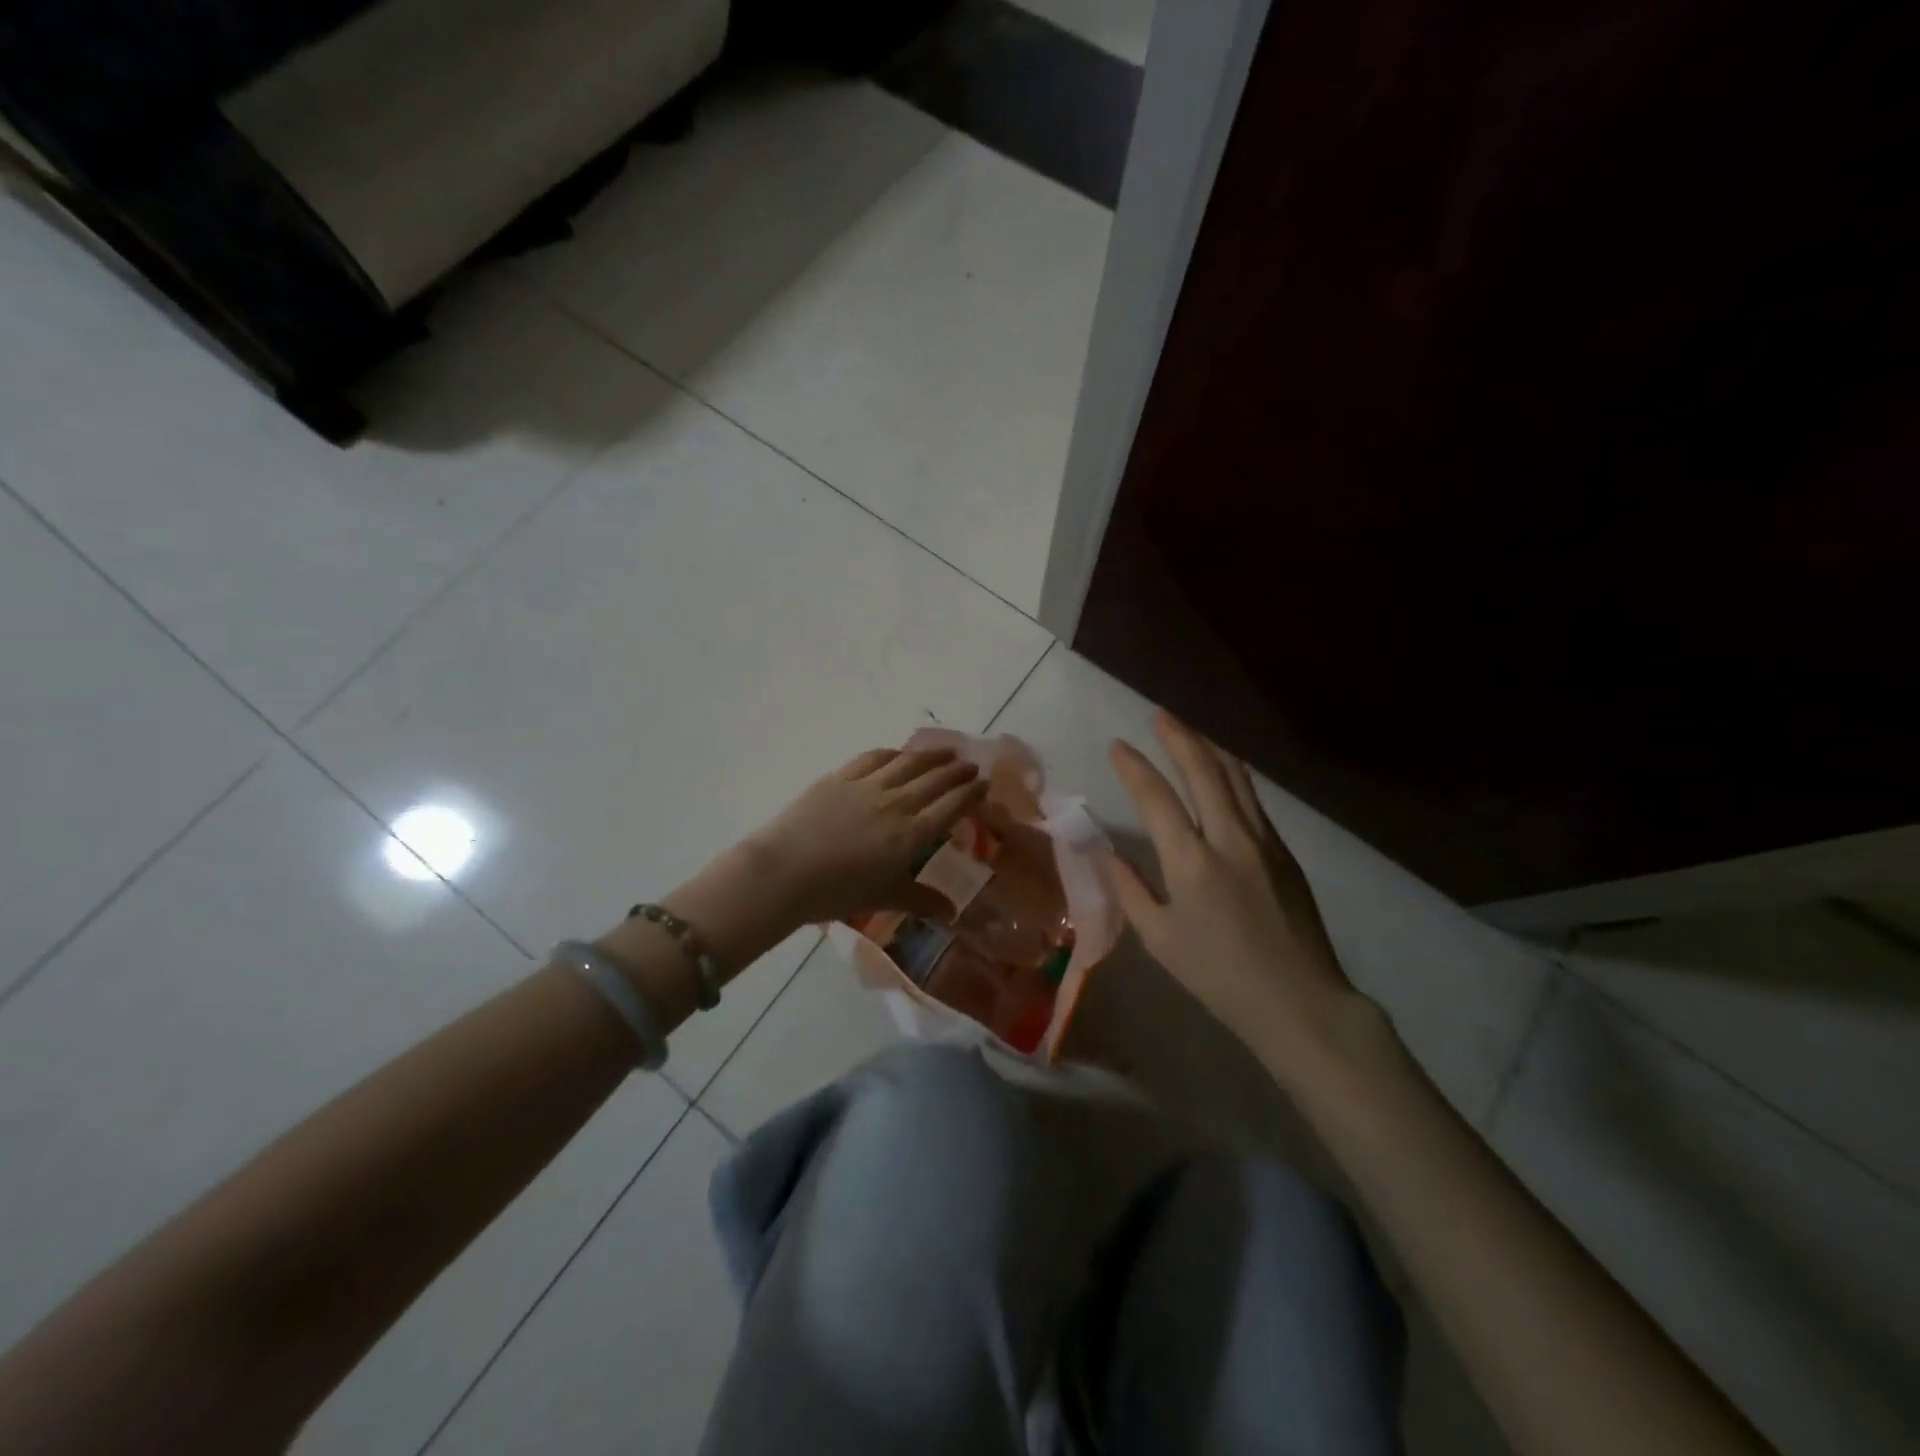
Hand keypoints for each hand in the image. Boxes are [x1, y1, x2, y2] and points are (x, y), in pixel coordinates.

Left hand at [742, 747, 988, 927]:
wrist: (785, 871)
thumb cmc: (837, 892)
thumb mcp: (884, 898)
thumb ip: (921, 900)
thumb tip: (953, 913)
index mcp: (912, 834)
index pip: (952, 806)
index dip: (972, 793)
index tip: (984, 784)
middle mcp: (897, 803)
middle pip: (936, 779)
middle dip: (958, 771)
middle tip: (970, 766)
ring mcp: (868, 786)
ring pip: (908, 762)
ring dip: (931, 755)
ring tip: (945, 751)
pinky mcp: (840, 777)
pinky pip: (873, 758)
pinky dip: (892, 754)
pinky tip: (897, 754)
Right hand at [1106, 714, 1392, 1085]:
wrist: (1299, 1001)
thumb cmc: (1218, 975)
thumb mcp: (1159, 940)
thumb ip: (1130, 890)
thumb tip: (1108, 853)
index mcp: (1191, 862)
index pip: (1156, 797)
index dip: (1134, 767)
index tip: (1117, 745)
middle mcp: (1229, 839)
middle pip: (1204, 771)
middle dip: (1178, 737)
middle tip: (1159, 716)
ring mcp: (1263, 841)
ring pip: (1236, 777)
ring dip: (1209, 748)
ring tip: (1189, 732)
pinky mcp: (1284, 852)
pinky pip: (1253, 798)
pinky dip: (1231, 774)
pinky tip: (1222, 773)